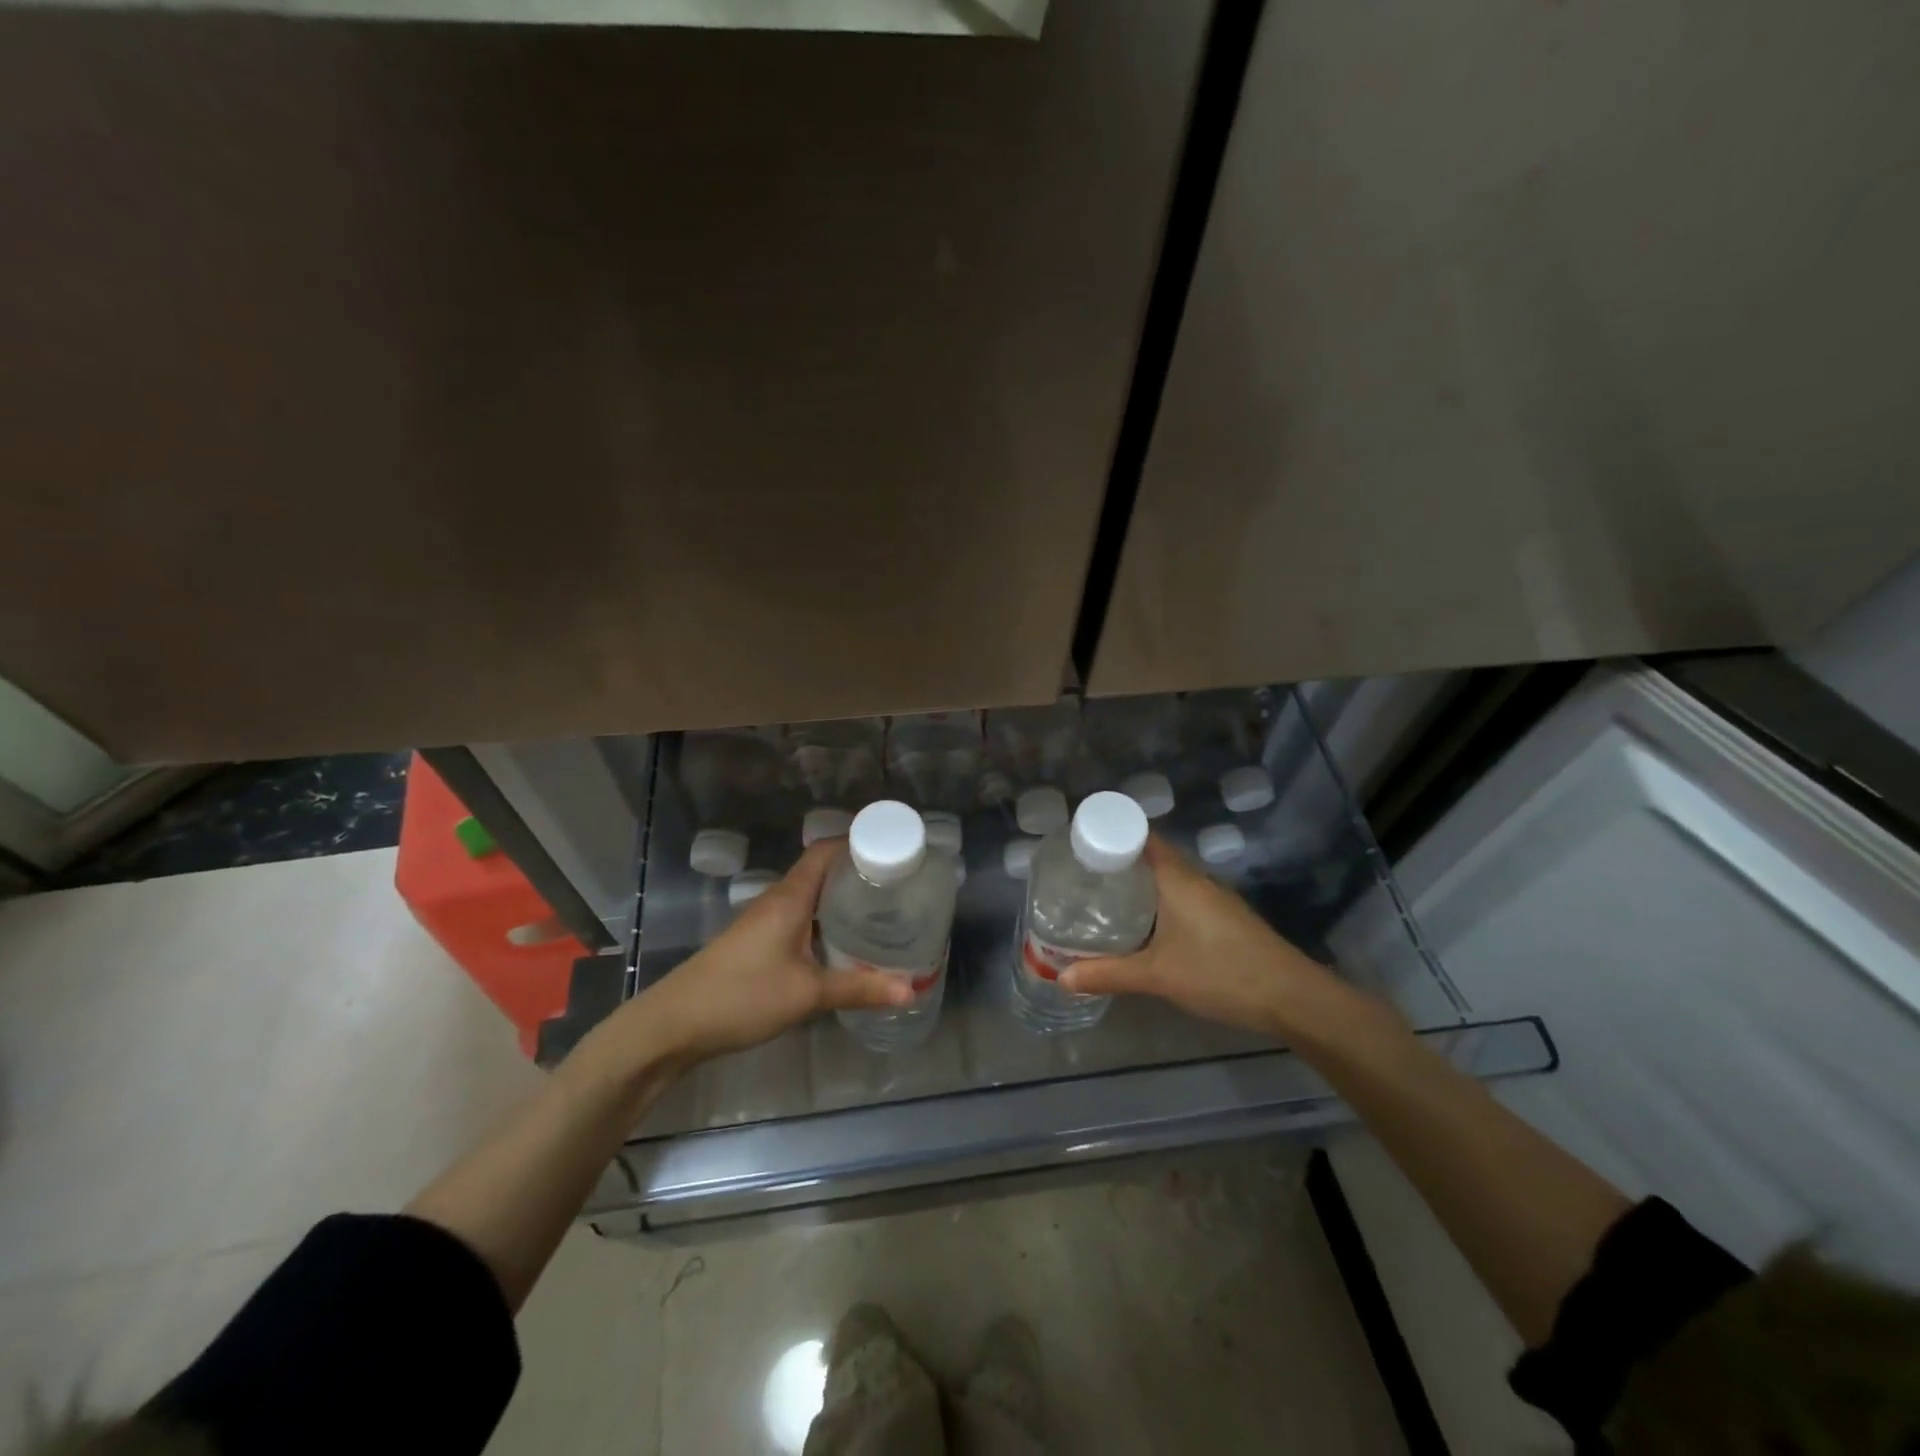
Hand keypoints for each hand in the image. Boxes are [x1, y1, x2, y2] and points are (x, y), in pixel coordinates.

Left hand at [637, 840, 912, 1061]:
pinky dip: (825, 920)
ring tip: (880, 910)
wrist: (675, 1024)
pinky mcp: (758, 941)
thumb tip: (911, 991)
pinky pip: (800, 917)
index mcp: (790, 897)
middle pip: (822, 871)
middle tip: (898, 885)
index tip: (894, 849)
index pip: (826, 851)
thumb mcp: (807, 995)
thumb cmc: (743, 996)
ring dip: (841, 899)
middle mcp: (778, 900)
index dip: (858, 842)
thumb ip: (859, 989)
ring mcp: (765, 920)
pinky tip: (843, 942)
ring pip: (811, 897)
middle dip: (858, 873)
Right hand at [1060, 836, 1343, 1038]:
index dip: (1110, 833)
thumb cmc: (1220, 973)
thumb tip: (1061, 978)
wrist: (1292, 997)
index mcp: (1177, 878)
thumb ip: (1108, 974)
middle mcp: (1196, 879)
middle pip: (1152, 856)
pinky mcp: (1225, 917)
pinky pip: (1182, 895)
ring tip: (1104, 898)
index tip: (1080, 843)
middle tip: (1082, 876)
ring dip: (1140, 883)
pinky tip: (1144, 925)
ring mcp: (1214, 898)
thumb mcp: (1157, 976)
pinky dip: (1159, 901)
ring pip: (1168, 878)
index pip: (1140, 836)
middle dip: (1118, 862)